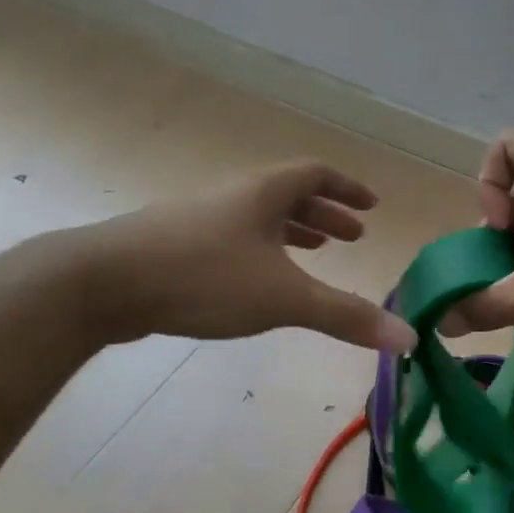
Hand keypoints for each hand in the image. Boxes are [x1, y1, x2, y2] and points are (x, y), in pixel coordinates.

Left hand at [84, 160, 415, 351]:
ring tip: (314, 252)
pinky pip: (232, 239)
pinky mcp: (174, 247)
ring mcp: (199, 219)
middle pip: (288, 195)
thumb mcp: (284, 297)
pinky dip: (259, 252)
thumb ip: (345, 316)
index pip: (316, 175)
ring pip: (257, 218)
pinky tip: (255, 280)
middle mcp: (233, 197)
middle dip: (324, 215)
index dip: (348, 190)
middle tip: (351, 237)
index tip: (372, 207)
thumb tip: (408, 337)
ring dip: (291, 232)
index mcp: (263, 193)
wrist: (105, 282)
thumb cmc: (205, 276)